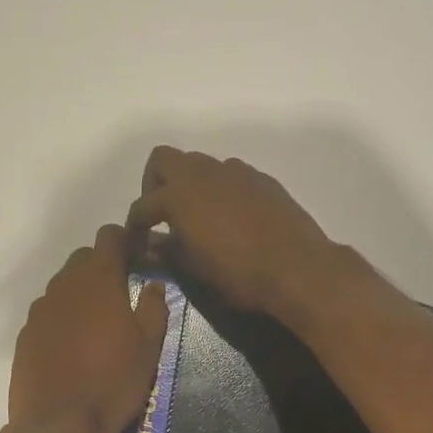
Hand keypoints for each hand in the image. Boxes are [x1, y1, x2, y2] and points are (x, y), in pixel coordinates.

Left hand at [9, 224, 168, 432]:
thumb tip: (154, 283)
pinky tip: (72, 345)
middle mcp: (64, 285)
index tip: (138, 253)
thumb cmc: (114, 380)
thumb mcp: (149, 345)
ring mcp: (40, 310)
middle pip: (83, 258)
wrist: (60, 424)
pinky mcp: (25, 335)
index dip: (125, 239)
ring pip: (62, 286)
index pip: (109, 237)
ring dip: (80, 293)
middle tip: (121, 291)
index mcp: (99, 279)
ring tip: (97, 322)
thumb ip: (154, 306)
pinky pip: (47, 313)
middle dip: (102, 265)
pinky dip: (62, 318)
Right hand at [126, 148, 336, 317]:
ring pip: (200, 164)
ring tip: (197, 216)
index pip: (143, 205)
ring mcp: (235, 172)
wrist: (298, 267)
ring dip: (190, 184)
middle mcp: (203, 173)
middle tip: (161, 214)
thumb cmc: (238, 273)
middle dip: (155, 183)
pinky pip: (230, 175)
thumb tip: (150, 245)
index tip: (136, 242)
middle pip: (164, 160)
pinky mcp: (261, 179)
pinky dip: (220, 189)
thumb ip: (168, 251)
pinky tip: (230, 217)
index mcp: (178, 194)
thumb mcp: (194, 268)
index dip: (134, 225)